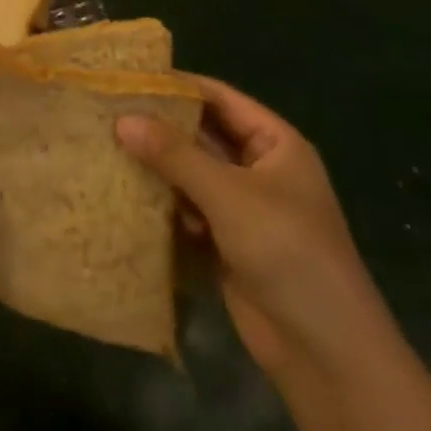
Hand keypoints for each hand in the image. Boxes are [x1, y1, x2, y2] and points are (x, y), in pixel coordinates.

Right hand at [116, 77, 389, 378]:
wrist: (326, 353)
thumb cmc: (288, 252)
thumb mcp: (229, 195)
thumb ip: (174, 155)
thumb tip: (122, 119)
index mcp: (275, 145)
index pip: (220, 98)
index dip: (178, 85)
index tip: (128, 77)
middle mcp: (259, 170)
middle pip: (202, 136)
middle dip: (159, 127)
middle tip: (106, 112)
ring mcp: (243, 209)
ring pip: (191, 175)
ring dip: (157, 167)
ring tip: (104, 147)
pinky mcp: (226, 243)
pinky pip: (188, 210)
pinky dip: (163, 204)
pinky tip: (124, 195)